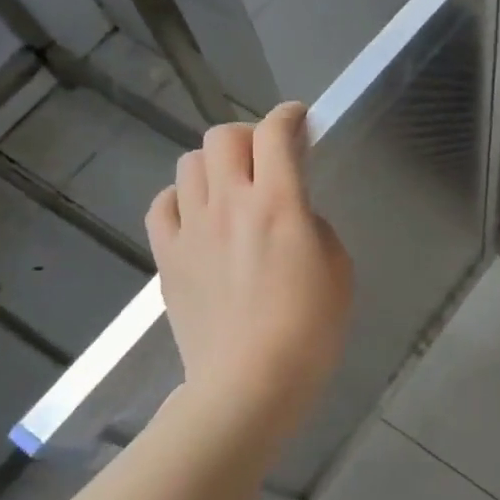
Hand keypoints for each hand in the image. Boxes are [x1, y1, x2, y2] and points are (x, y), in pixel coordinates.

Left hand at [147, 104, 351, 424]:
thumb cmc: (309, 331)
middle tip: (266, 159)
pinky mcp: (167, 257)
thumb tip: (291, 214)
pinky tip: (197, 216)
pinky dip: (180, 198)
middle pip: (223, 137)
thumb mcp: (337, 269)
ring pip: (189, 164)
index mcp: (278, 203)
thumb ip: (313, 226)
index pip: (275, 134)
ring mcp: (191, 229)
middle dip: (249, 136)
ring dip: (214, 165)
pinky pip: (162, 205)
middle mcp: (229, 203)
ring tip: (231, 188)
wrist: (249, 383)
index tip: (298, 119)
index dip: (288, 116)